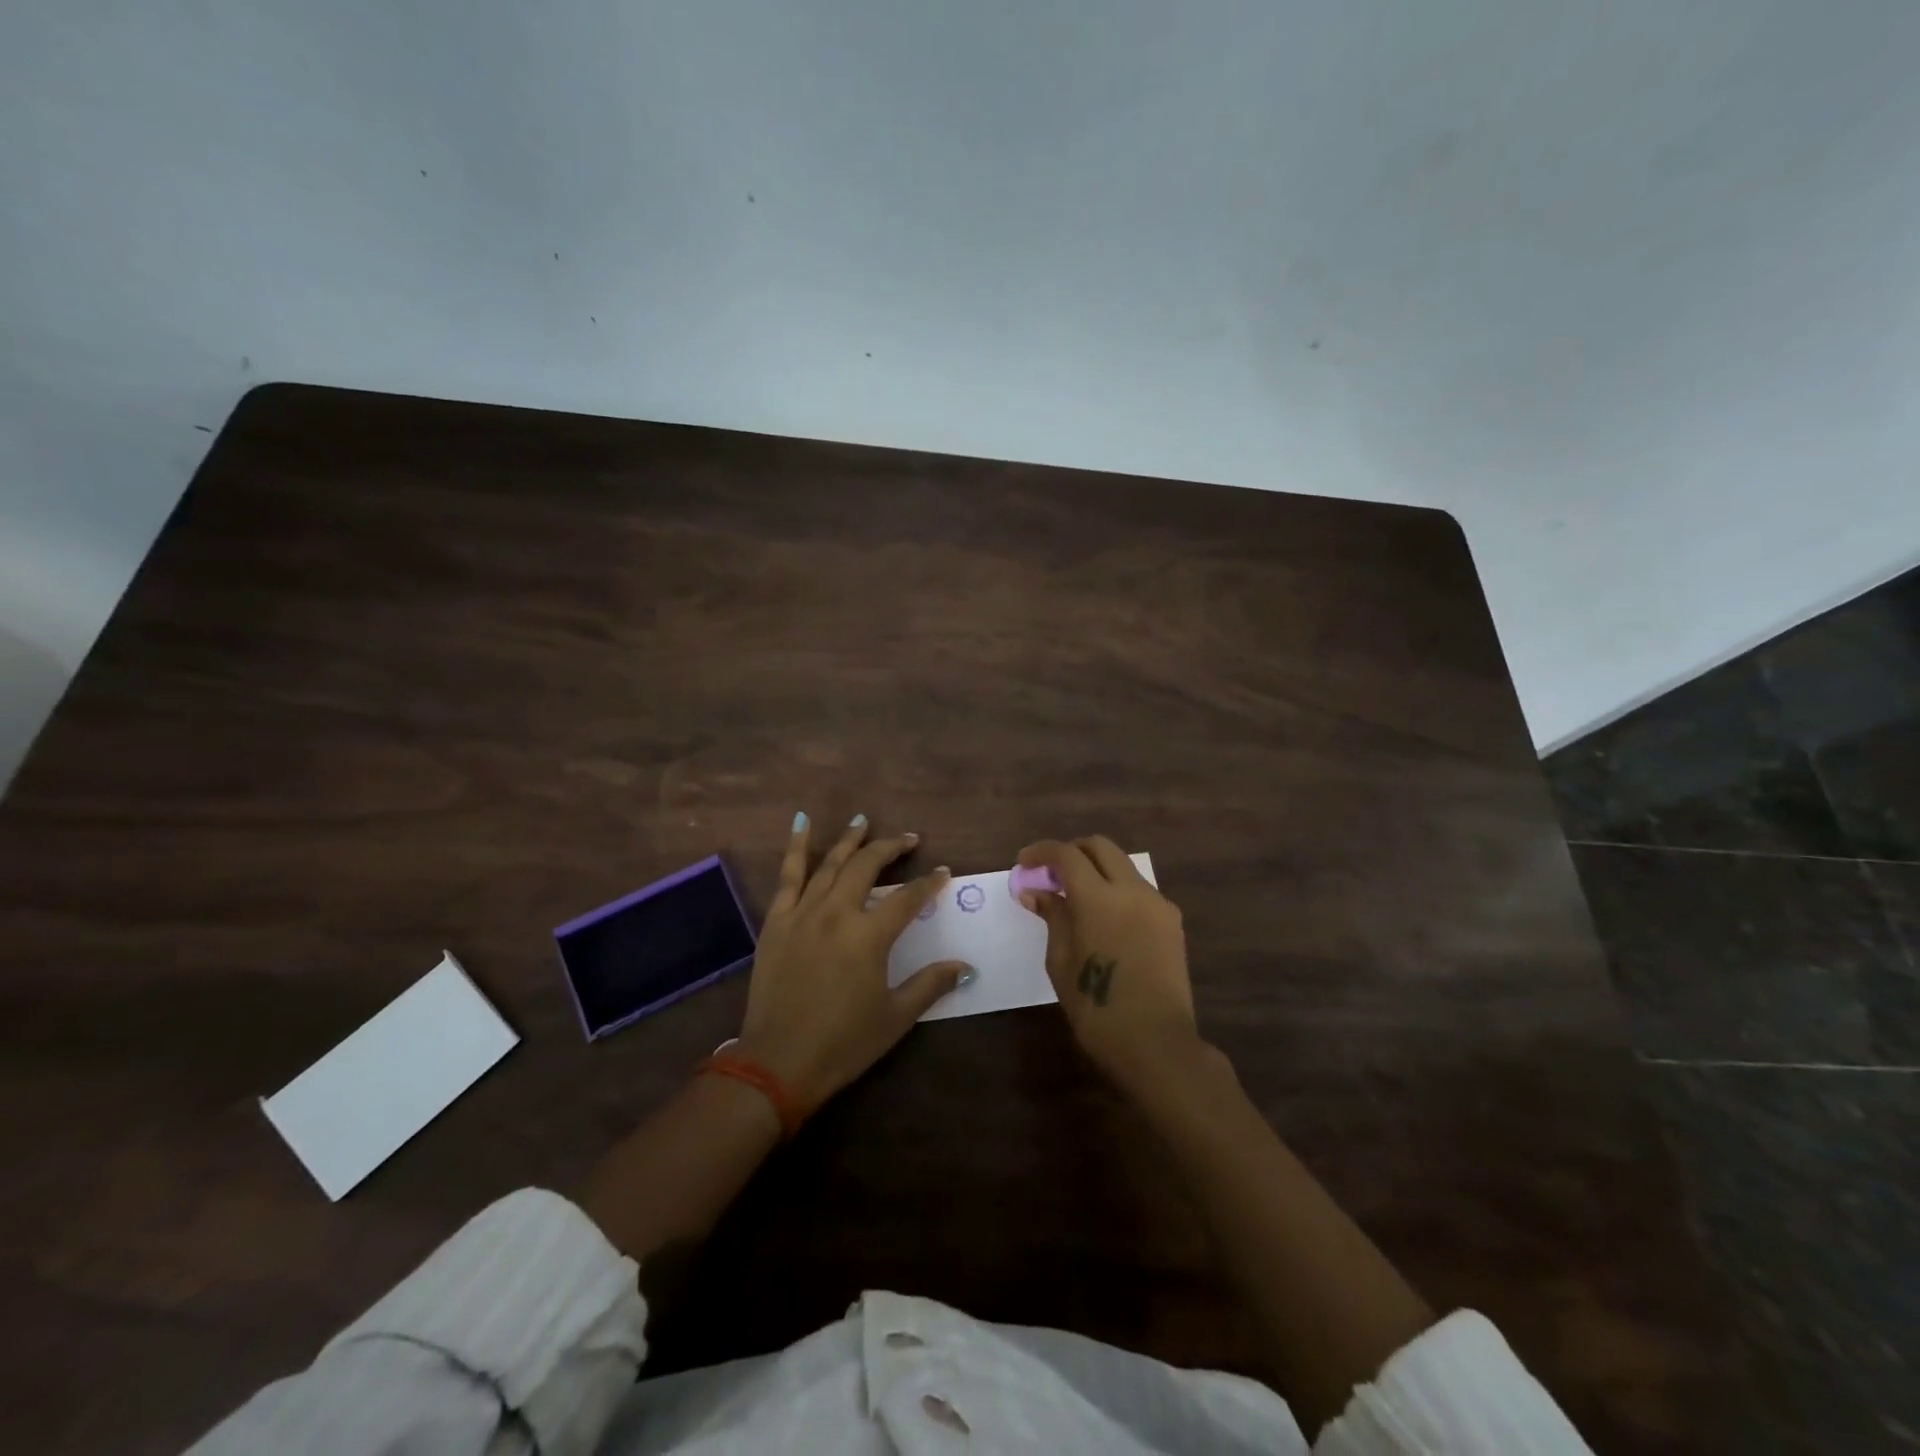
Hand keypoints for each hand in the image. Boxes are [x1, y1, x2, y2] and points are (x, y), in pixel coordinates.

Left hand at [737, 813, 970, 1108]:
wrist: (778, 1063)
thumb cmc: (843, 1043)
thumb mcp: (895, 1017)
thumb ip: (930, 984)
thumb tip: (966, 966)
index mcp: (869, 936)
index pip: (908, 898)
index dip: (929, 883)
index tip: (943, 872)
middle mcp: (837, 913)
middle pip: (867, 866)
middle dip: (891, 848)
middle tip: (909, 840)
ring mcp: (802, 913)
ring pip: (829, 863)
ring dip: (849, 839)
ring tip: (863, 821)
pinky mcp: (776, 921)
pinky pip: (787, 875)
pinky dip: (795, 847)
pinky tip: (801, 823)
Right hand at [1017, 836, 1200, 1084]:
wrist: (1157, 1044)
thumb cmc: (1097, 1009)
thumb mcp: (1061, 962)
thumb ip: (1053, 917)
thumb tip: (1036, 891)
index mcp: (1099, 898)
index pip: (1067, 855)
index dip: (1041, 852)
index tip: (1023, 862)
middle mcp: (1132, 890)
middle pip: (1100, 846)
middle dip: (1071, 851)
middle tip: (1049, 872)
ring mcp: (1157, 903)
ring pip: (1122, 865)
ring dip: (1095, 868)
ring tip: (1074, 896)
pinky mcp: (1172, 921)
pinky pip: (1138, 889)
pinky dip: (1115, 889)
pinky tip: (1103, 917)